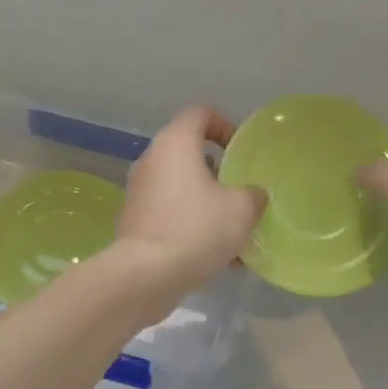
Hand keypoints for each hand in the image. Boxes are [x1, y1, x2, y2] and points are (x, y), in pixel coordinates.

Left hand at [115, 103, 266, 309]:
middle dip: (217, 171)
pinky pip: (169, 213)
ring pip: (179, 186)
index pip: (200, 112)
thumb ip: (253, 194)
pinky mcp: (133, 221)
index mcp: (175, 143)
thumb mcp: (242, 210)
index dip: (224, 124)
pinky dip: (189, 224)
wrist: (145, 275)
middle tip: (239, 192)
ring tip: (231, 230)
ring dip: (205, 202)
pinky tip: (212, 254)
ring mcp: (138, 191)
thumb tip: (252, 195)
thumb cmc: (196, 229)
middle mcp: (151, 160)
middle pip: (188, 152)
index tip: (240, 150)